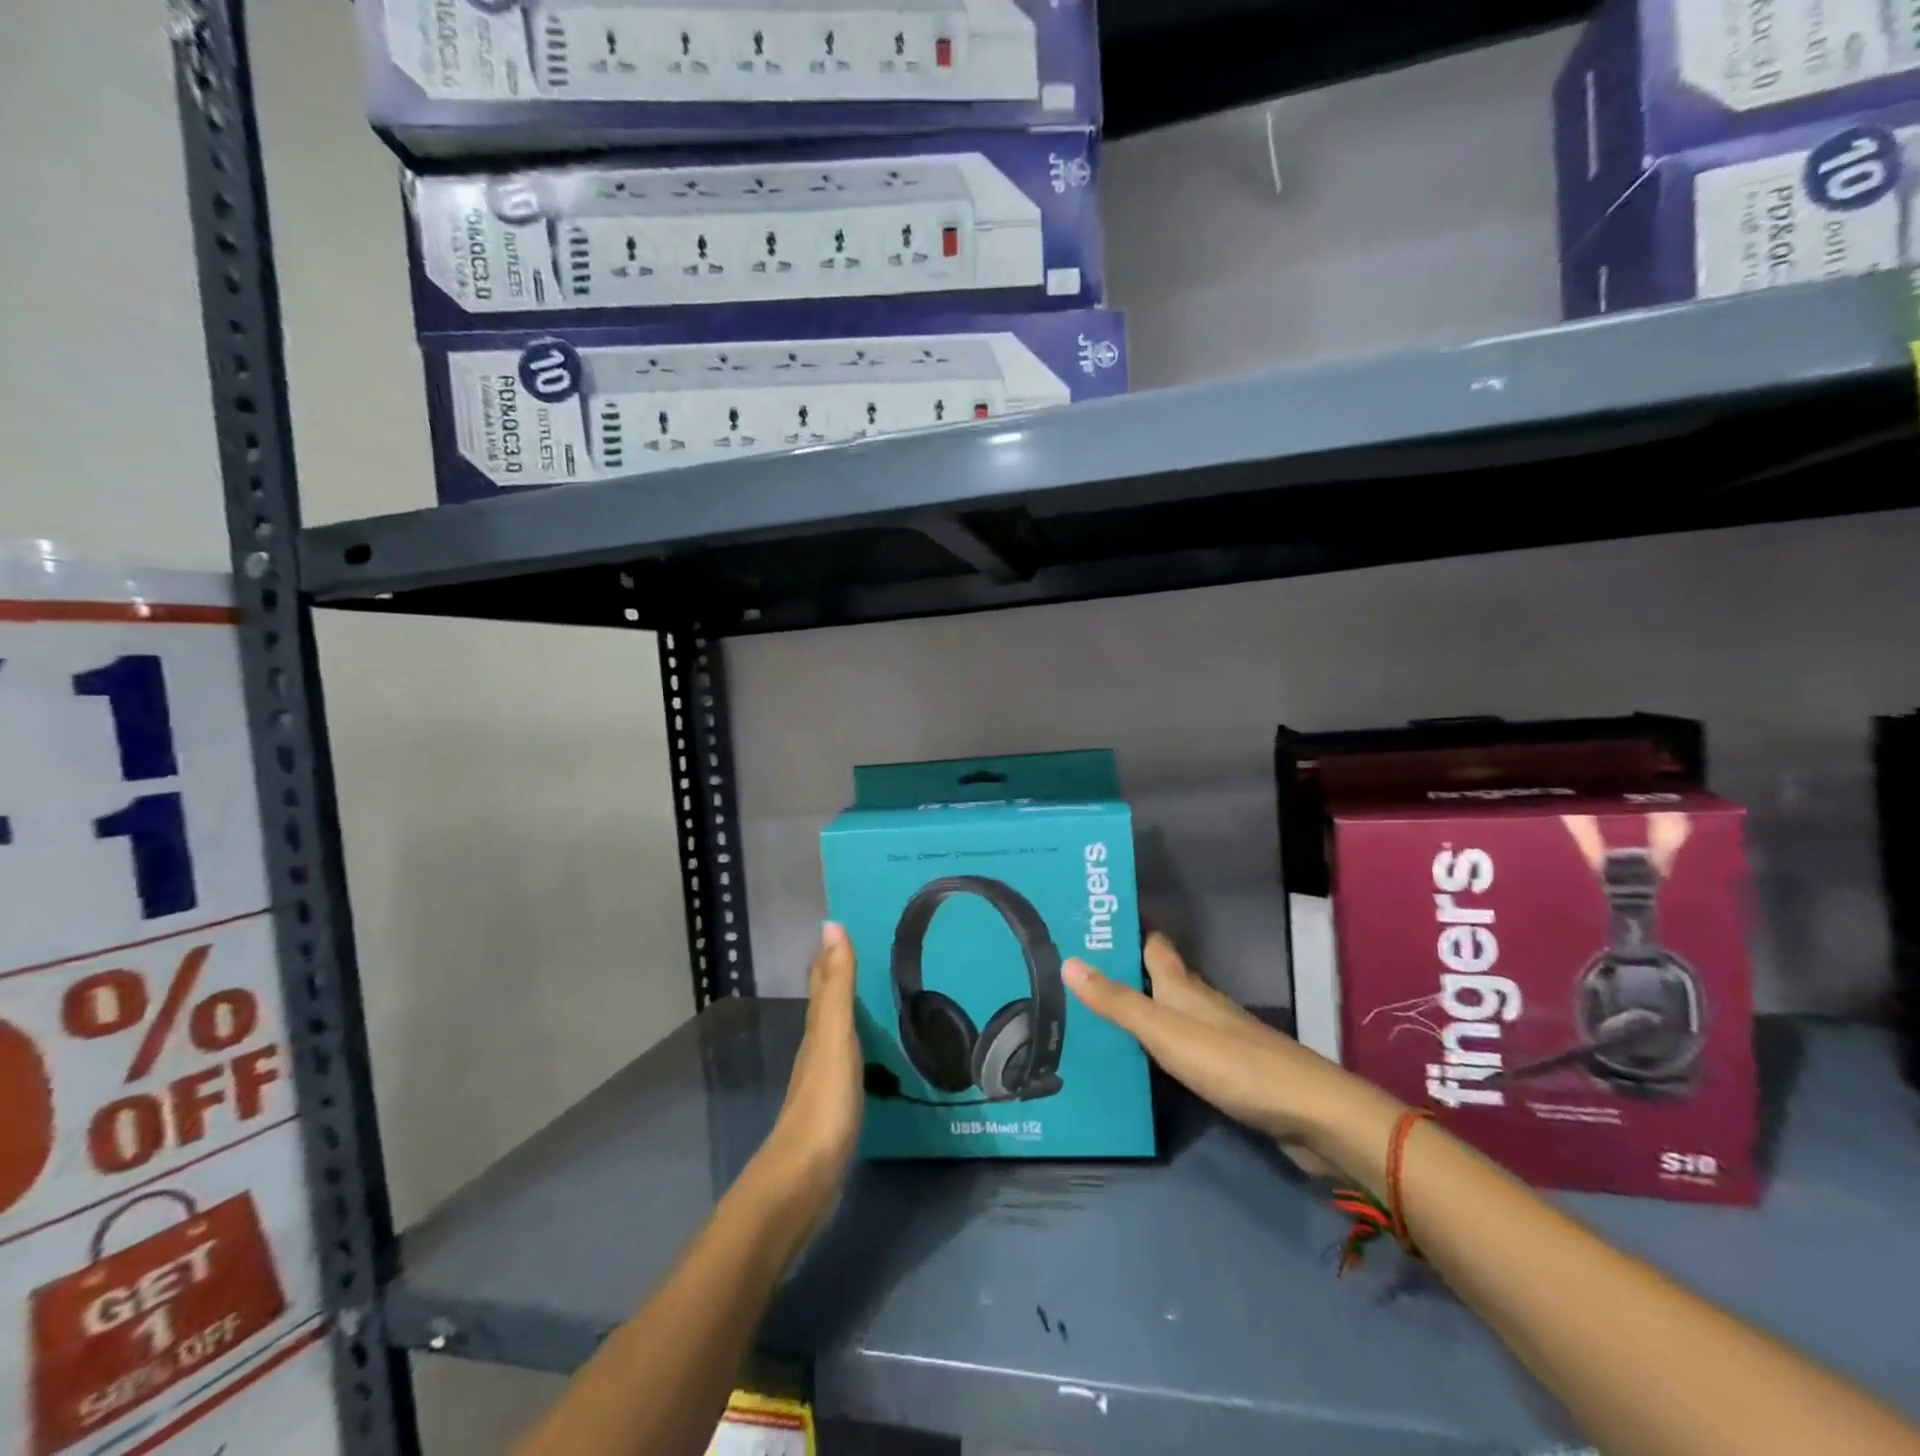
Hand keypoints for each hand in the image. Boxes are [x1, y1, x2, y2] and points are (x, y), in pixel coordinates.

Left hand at [765, 922, 863, 1202]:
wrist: (805, 1177)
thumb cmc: (824, 1101)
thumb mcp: (834, 1035)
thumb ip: (836, 984)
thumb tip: (830, 925)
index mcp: (817, 1029)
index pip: (822, 981)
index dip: (828, 954)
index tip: (841, 925)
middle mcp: (816, 1048)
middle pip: (825, 1004)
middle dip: (837, 976)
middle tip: (864, 952)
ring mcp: (823, 1080)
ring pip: (834, 1032)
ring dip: (847, 1010)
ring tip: (873, 995)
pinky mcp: (834, 1108)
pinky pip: (847, 1061)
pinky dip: (857, 1045)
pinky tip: (870, 1052)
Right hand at [1064, 934, 1392, 1176]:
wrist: (1307, 1114)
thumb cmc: (1231, 1063)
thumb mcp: (1164, 1031)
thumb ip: (1117, 1002)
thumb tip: (1068, 961)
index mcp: (1183, 986)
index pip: (1153, 946)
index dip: (1127, 933)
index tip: (1092, 926)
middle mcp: (1200, 1003)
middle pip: (1161, 978)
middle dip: (1126, 972)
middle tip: (1079, 974)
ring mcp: (1218, 1037)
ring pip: (1171, 1013)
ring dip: (1141, 1010)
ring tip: (1098, 1016)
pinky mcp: (1229, 1071)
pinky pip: (1182, 1048)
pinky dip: (1159, 1046)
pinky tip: (1141, 1060)